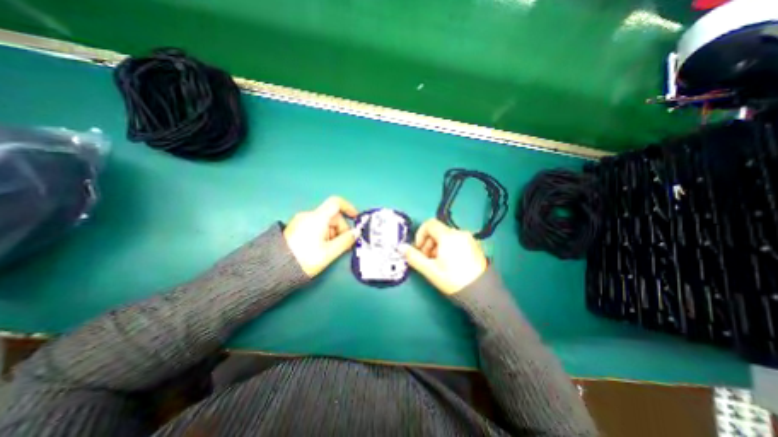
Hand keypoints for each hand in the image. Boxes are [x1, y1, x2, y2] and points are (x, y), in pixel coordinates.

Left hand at [285, 196, 359, 275]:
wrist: (275, 269)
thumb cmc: (305, 259)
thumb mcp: (329, 252)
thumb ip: (346, 241)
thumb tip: (356, 233)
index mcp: (317, 218)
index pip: (336, 202)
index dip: (348, 207)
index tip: (356, 218)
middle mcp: (309, 215)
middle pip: (332, 215)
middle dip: (341, 228)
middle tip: (343, 244)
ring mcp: (301, 221)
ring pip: (325, 222)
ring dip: (333, 233)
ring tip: (331, 249)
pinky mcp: (296, 228)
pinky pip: (316, 226)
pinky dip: (324, 234)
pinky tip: (322, 247)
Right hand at [401, 217, 483, 295]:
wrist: (481, 292)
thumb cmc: (453, 279)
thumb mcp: (430, 270)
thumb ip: (414, 257)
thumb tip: (401, 247)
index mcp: (448, 236)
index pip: (429, 224)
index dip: (420, 234)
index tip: (418, 248)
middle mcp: (459, 233)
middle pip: (438, 231)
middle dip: (428, 243)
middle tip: (427, 259)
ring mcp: (468, 238)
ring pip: (446, 236)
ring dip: (437, 246)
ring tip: (438, 262)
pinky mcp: (474, 245)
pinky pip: (456, 240)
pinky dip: (448, 247)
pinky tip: (449, 262)